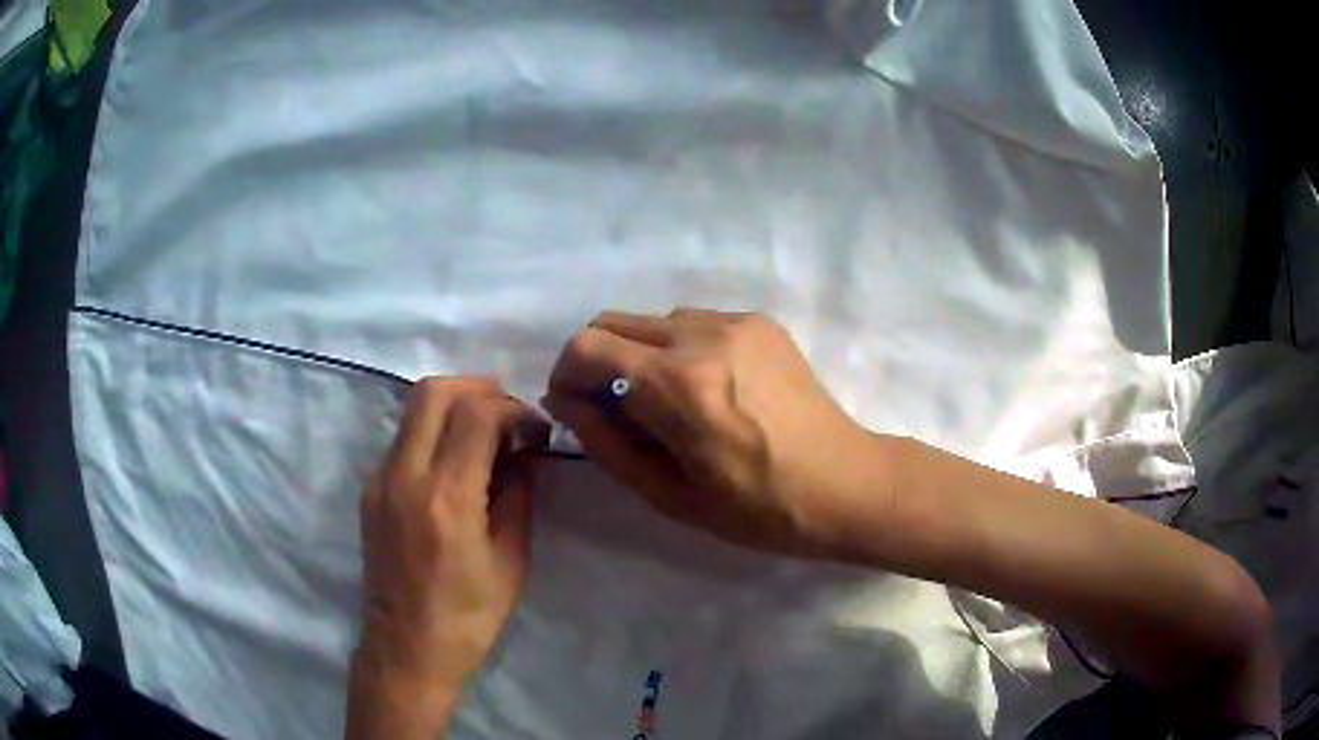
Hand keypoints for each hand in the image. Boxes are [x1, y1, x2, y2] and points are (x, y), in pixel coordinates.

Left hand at [347, 377, 546, 739]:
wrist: (406, 650)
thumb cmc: (468, 618)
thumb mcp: (512, 561)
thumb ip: (518, 495)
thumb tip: (522, 451)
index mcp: (446, 499)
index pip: (476, 413)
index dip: (513, 409)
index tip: (535, 431)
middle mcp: (404, 476)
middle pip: (434, 391)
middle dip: (478, 388)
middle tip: (509, 416)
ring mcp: (379, 480)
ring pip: (413, 409)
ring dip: (454, 407)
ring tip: (486, 436)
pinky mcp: (370, 491)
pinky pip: (403, 438)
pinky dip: (434, 431)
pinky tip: (456, 464)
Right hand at [543, 309, 879, 555]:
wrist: (844, 483)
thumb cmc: (756, 508)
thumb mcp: (668, 494)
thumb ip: (605, 442)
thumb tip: (565, 401)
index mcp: (676, 383)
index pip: (586, 348)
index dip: (566, 375)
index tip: (575, 407)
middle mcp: (702, 335)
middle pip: (614, 322)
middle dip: (597, 361)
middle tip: (614, 409)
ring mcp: (736, 322)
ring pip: (655, 321)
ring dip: (641, 354)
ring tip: (668, 403)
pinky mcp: (761, 322)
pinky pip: (696, 324)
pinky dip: (681, 349)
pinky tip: (708, 390)